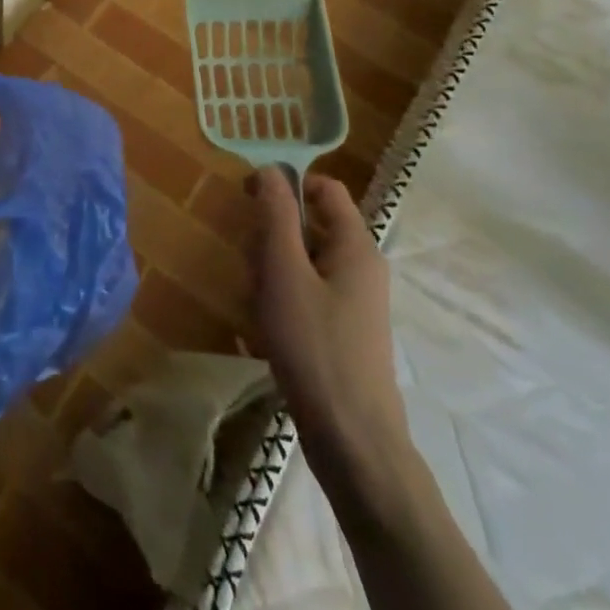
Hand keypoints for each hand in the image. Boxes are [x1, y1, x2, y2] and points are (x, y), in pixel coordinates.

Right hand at [250, 169, 408, 478]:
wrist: (352, 440)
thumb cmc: (315, 346)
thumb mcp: (285, 272)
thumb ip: (276, 216)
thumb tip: (270, 168)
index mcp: (356, 246)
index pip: (324, 188)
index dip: (286, 184)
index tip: (248, 200)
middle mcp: (360, 267)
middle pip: (308, 225)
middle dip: (271, 238)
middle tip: (253, 268)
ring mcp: (353, 301)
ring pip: (301, 261)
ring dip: (271, 272)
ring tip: (257, 305)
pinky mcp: (342, 330)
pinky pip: (304, 293)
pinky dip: (281, 300)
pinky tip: (264, 328)